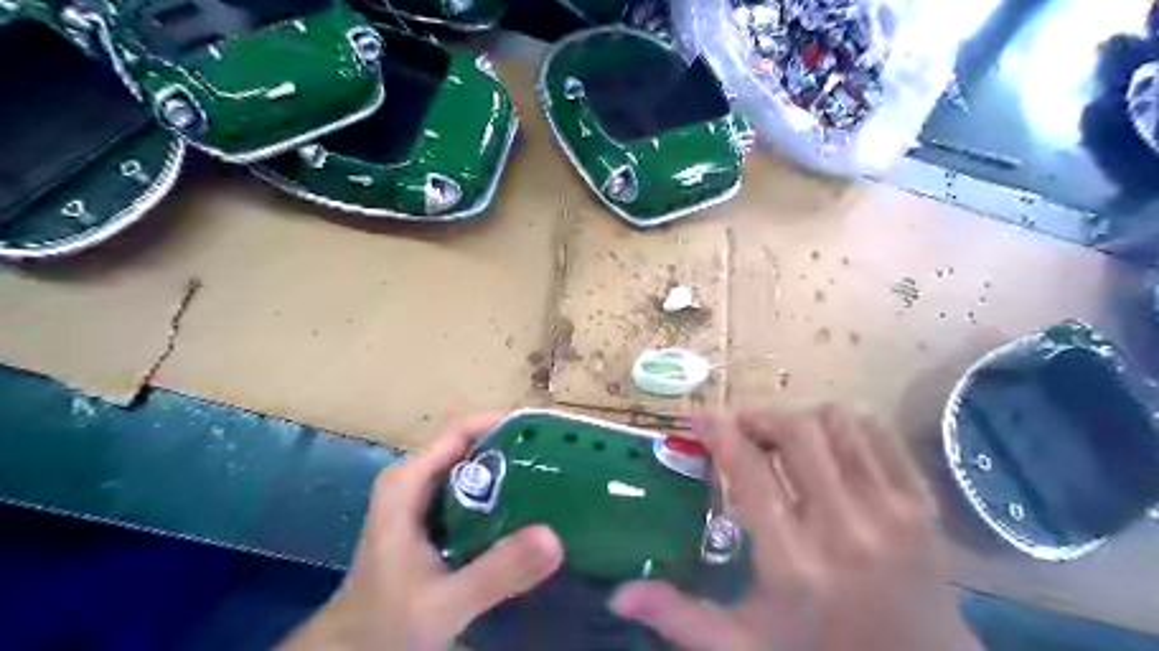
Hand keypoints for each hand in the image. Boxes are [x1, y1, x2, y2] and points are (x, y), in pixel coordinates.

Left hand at [278, 415, 564, 648]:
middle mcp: (416, 480)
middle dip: (516, 450)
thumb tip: (554, 537)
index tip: (549, 432)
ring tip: (556, 481)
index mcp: (409, 481)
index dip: (505, 424)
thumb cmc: (385, 624)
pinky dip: (502, 497)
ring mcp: (424, 500)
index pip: (463, 431)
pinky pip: (474, 494)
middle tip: (562, 461)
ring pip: (475, 470)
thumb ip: (495, 572)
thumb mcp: (444, 602)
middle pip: (473, 447)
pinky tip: (530, 513)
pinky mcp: (434, 521)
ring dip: (513, 473)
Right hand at [611, 407, 980, 649]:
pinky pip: (879, 434)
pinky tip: (826, 442)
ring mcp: (891, 511)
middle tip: (738, 425)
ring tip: (780, 435)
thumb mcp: (744, 646)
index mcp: (794, 563)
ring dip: (800, 417)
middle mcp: (844, 527)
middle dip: (757, 415)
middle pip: (795, 432)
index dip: (717, 433)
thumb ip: (679, 617)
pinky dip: (844, 424)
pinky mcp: (921, 504)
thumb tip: (617, 594)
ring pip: (837, 423)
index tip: (696, 417)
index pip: (749, 471)